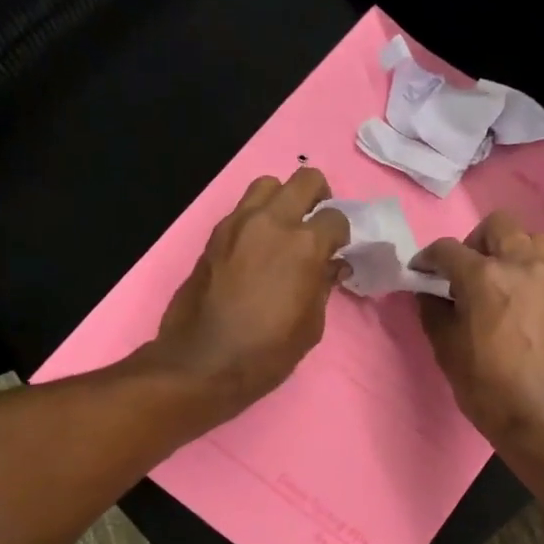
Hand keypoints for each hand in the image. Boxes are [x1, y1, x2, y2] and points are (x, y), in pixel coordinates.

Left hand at [150, 168, 350, 420]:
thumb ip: (324, 285)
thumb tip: (331, 266)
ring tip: (284, 227)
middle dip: (319, 196)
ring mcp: (238, 223)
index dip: (341, 234)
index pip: (335, 217)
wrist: (202, 363)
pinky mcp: (214, 235)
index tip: (337, 251)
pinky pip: (242, 209)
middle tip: (317, 223)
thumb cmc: (267, 351)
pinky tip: (257, 246)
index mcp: (304, 245)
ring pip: (268, 184)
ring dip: (282, 199)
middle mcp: (272, 222)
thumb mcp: (311, 325)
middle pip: (305, 179)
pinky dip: (256, 217)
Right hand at [413, 211, 543, 448]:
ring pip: (530, 238)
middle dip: (474, 242)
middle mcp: (523, 265)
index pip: (448, 250)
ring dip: (509, 250)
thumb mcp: (447, 351)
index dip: (428, 259)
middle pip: (497, 225)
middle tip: (465, 272)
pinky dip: (530, 272)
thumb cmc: (489, 389)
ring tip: (498, 281)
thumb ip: (434, 312)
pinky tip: (521, 303)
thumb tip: (429, 293)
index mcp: (485, 277)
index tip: (421, 272)